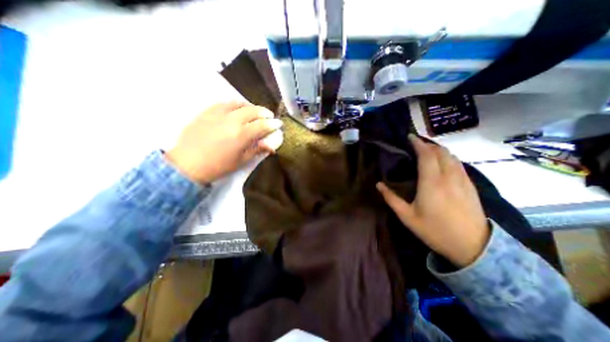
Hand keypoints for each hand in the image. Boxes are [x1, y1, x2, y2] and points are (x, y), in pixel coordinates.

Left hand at [166, 102, 281, 183]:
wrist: (188, 164)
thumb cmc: (218, 166)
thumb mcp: (241, 161)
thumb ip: (257, 150)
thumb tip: (270, 146)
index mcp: (241, 135)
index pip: (262, 125)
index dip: (273, 124)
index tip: (279, 124)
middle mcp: (231, 120)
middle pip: (253, 111)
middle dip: (264, 112)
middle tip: (269, 116)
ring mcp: (218, 114)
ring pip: (238, 103)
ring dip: (250, 106)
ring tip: (254, 111)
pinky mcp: (206, 112)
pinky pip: (223, 103)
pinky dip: (234, 105)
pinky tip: (236, 109)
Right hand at [377, 135, 488, 268]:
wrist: (473, 247)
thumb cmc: (435, 231)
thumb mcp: (407, 217)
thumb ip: (391, 198)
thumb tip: (378, 184)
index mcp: (431, 183)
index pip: (426, 155)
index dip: (418, 143)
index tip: (409, 137)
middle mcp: (449, 177)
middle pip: (440, 152)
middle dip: (427, 144)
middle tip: (415, 144)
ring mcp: (462, 180)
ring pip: (451, 156)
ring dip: (438, 150)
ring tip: (427, 151)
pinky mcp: (470, 185)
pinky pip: (458, 164)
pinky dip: (448, 157)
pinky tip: (441, 163)